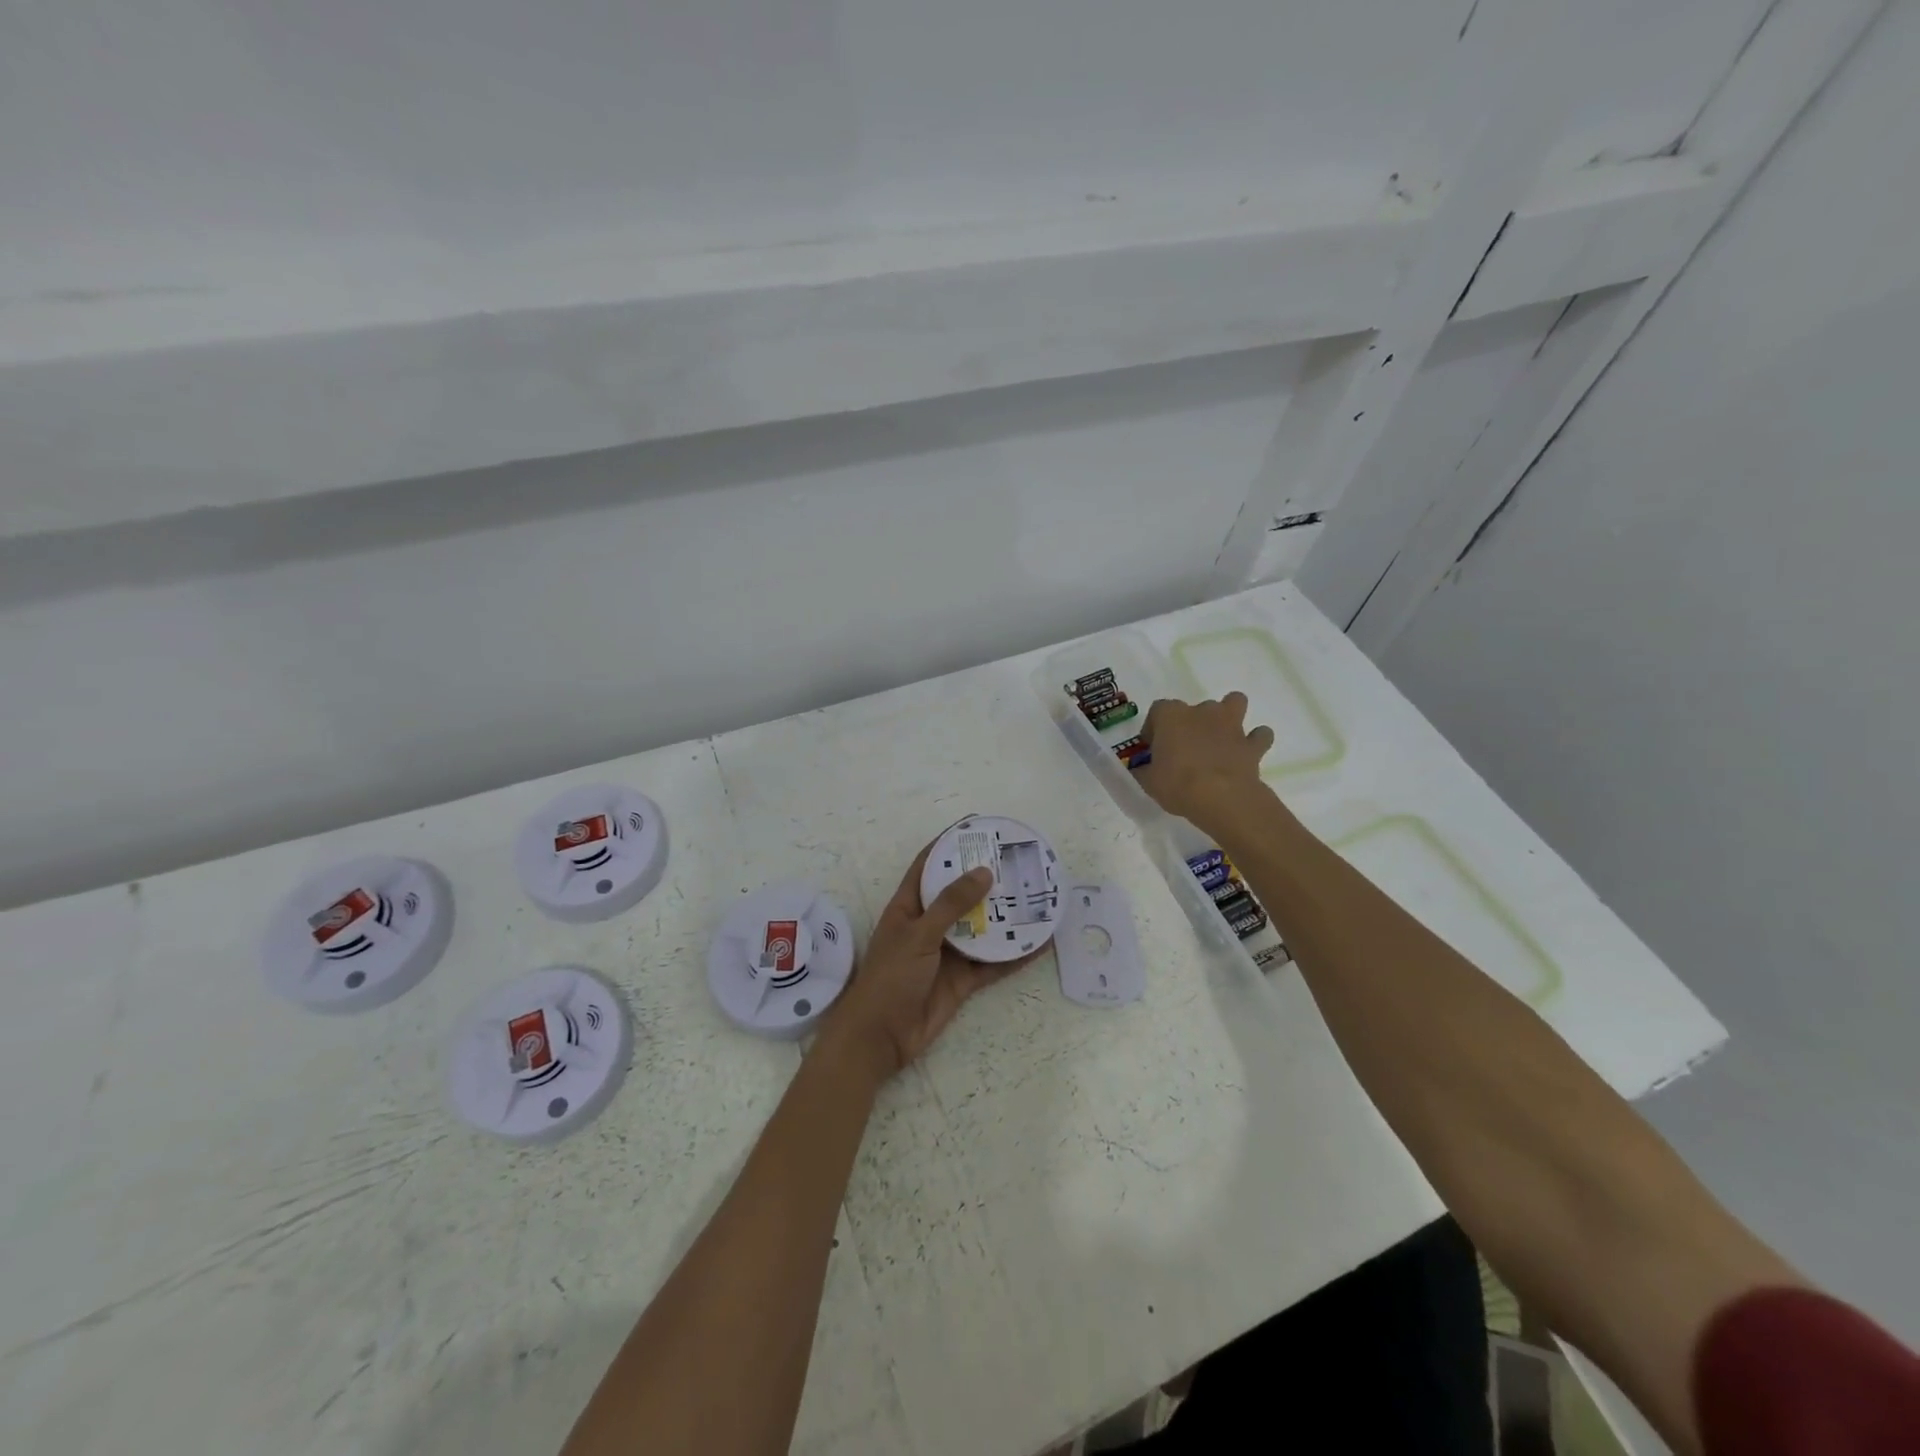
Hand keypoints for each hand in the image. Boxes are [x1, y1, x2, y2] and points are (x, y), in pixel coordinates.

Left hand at [816, 844, 1023, 1083]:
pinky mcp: (962, 980)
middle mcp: (929, 924)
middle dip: (985, 878)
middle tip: (1018, 860)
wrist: (881, 1038)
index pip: (929, 864)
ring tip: (1035, 896)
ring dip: (1005, 915)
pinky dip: (1014, 954)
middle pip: (960, 894)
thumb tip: (983, 872)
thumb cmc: (890, 977)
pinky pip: (992, 962)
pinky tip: (1039, 943)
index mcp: (909, 906)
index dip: (950, 843)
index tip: (977, 827)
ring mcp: (947, 952)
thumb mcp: (918, 934)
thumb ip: (951, 904)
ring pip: (981, 927)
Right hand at [1134, 692, 1274, 829]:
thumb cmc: (1177, 784)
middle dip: (1191, 723)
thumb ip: (1144, 770)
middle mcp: (1202, 712)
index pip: (1158, 710)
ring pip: (1234, 703)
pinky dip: (1255, 741)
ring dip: (1229, 716)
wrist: (1221, 798)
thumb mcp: (1148, 781)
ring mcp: (1231, 725)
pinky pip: (1259, 736)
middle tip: (1186, 748)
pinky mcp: (1253, 744)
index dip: (1154, 727)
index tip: (1153, 747)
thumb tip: (1141, 769)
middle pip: (1195, 707)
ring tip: (1221, 738)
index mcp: (1171, 716)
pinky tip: (1247, 753)